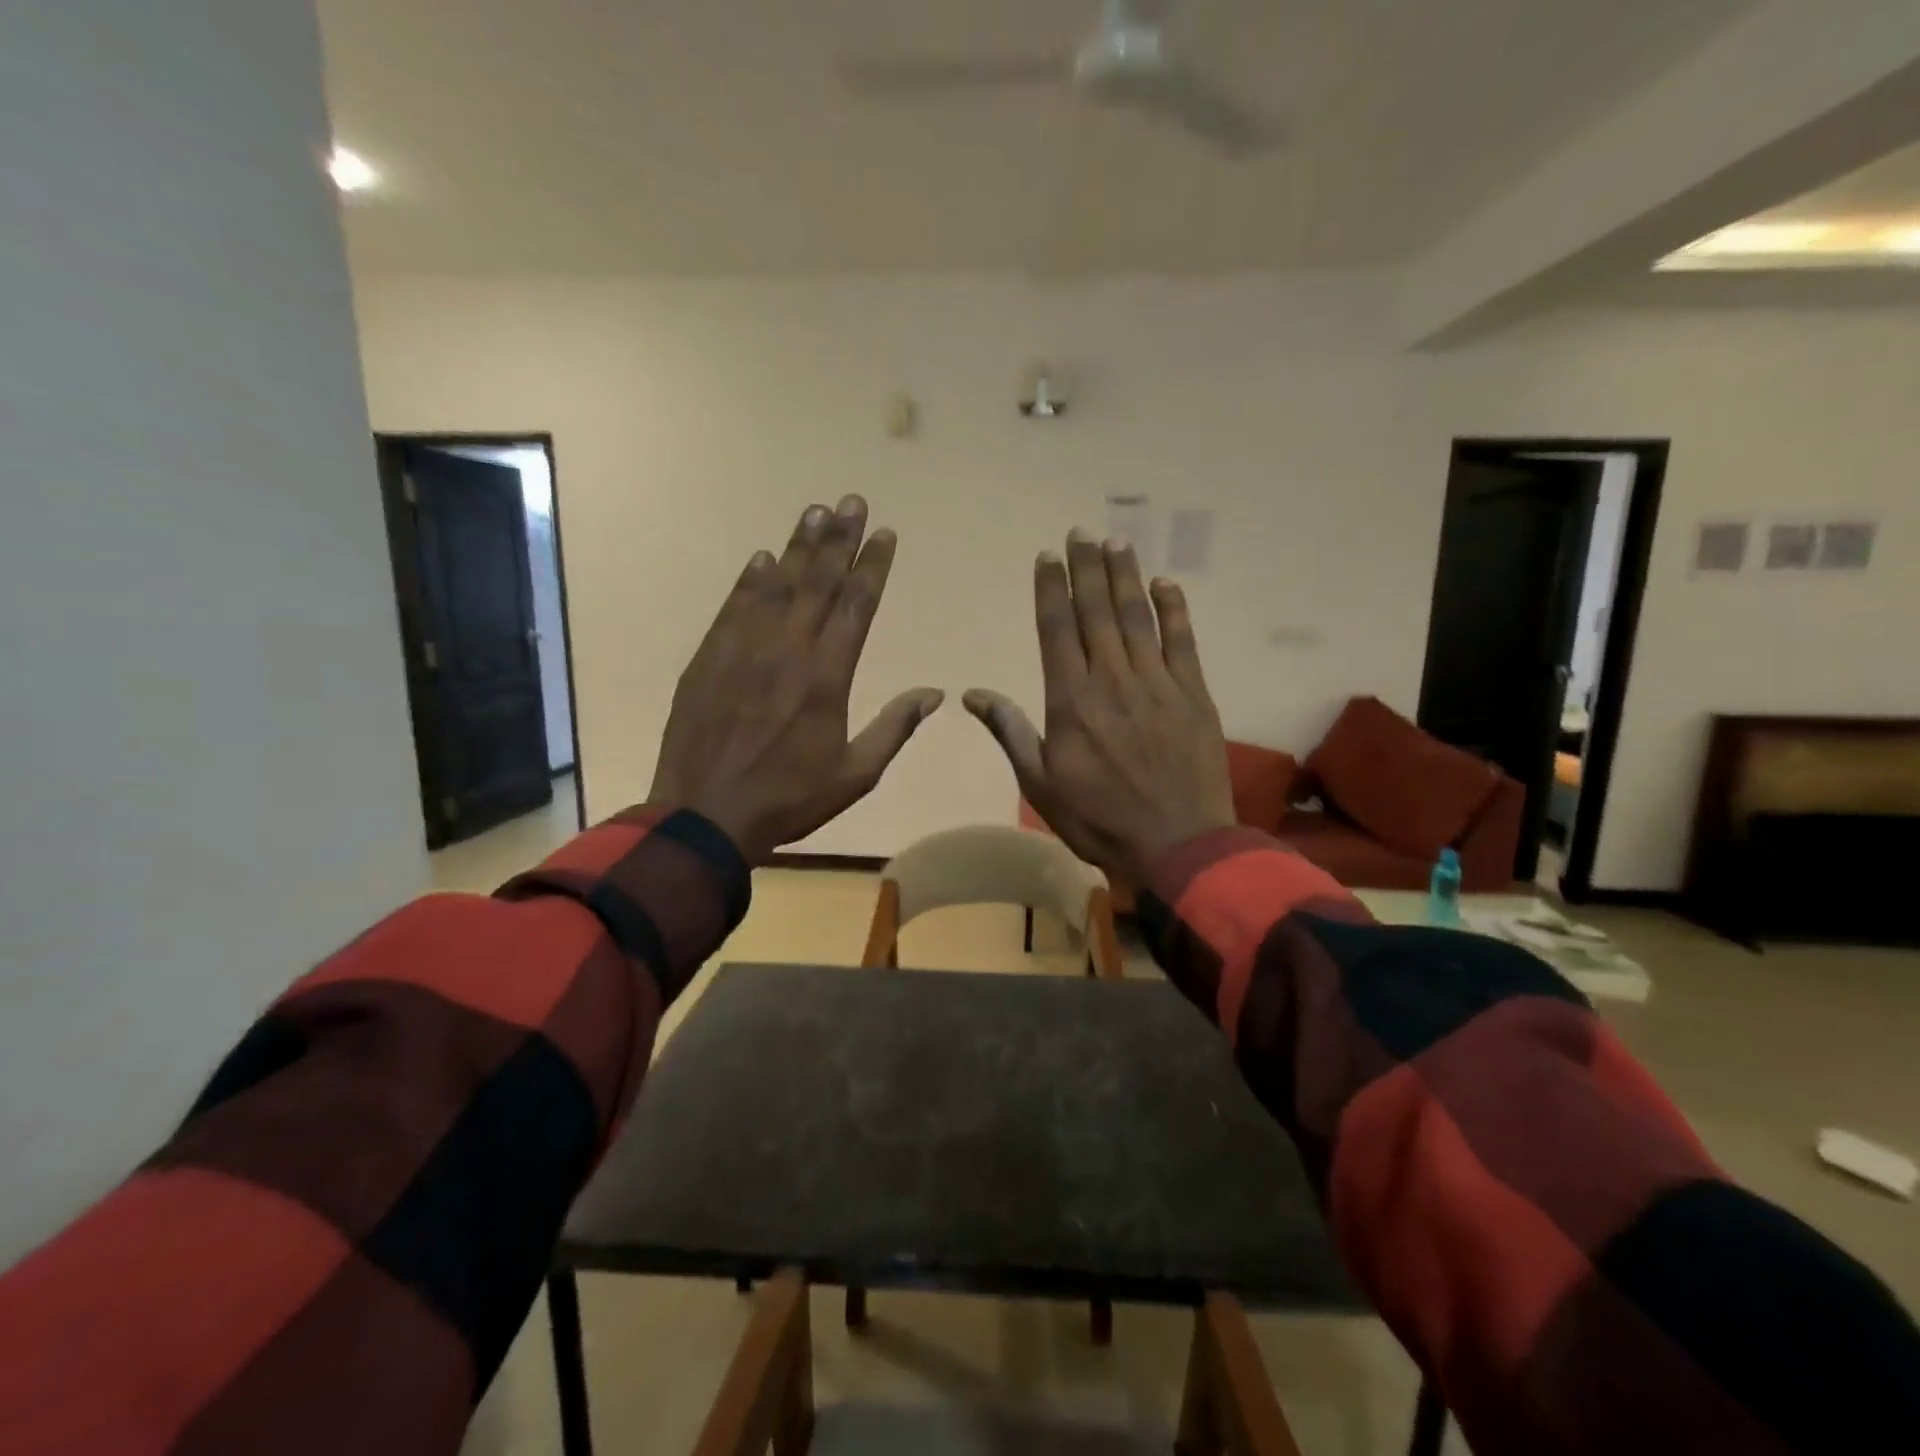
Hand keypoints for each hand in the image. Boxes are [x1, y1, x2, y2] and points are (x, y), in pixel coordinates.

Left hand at [648, 496, 942, 861]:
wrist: (705, 815)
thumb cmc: (789, 799)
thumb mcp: (856, 774)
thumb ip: (894, 727)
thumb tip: (935, 693)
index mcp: (827, 677)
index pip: (857, 607)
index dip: (872, 567)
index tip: (884, 533)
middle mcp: (787, 650)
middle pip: (818, 583)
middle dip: (839, 540)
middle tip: (852, 501)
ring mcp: (743, 650)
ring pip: (777, 586)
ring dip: (798, 546)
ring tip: (815, 511)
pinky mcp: (708, 658)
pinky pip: (734, 607)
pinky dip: (750, 580)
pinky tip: (762, 557)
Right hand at [964, 531, 1235, 885]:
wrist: (1178, 844)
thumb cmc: (1099, 819)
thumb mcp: (1041, 784)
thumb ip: (1011, 732)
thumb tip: (973, 695)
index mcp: (1071, 700)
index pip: (1057, 629)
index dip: (1051, 589)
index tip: (1048, 557)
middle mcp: (1112, 679)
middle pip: (1096, 612)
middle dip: (1086, 569)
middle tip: (1081, 533)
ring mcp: (1157, 683)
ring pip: (1137, 617)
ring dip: (1125, 577)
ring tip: (1116, 543)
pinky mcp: (1194, 694)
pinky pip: (1183, 641)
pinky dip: (1174, 610)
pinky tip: (1165, 584)